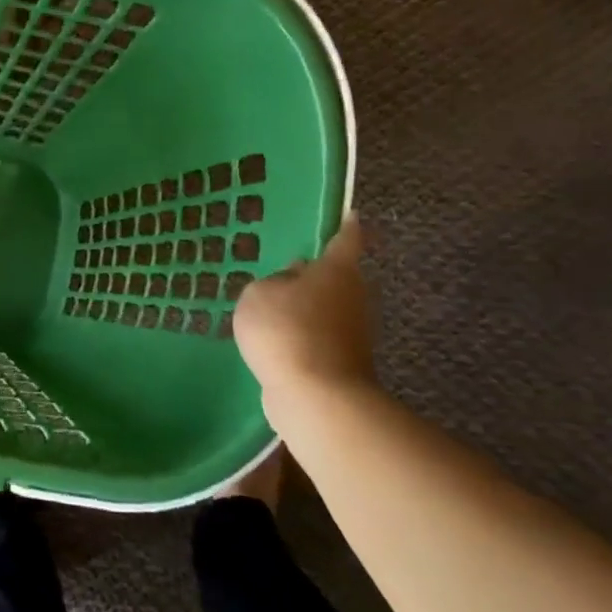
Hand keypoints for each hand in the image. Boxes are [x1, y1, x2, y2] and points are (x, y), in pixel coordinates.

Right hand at [233, 214, 374, 404]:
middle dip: (314, 275)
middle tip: (283, 272)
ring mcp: (353, 332)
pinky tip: (274, 342)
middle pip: (336, 277)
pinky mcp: (343, 362)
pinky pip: (317, 338)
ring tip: (270, 310)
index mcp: (337, 270)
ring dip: (304, 309)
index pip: (346, 239)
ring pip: (326, 309)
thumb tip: (289, 285)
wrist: (316, 397)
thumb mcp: (258, 293)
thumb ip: (272, 282)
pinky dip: (300, 337)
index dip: (346, 226)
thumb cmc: (287, 330)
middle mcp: (354, 296)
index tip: (350, 214)